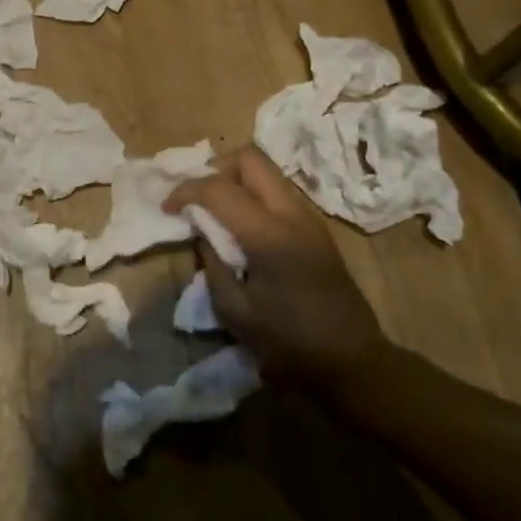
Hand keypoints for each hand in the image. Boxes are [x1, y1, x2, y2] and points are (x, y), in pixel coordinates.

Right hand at [165, 145, 389, 395]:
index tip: (167, 208)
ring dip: (236, 180)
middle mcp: (291, 214)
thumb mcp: (235, 312)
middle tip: (196, 198)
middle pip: (250, 159)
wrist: (353, 361)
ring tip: (215, 210)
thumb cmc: (290, 343)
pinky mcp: (316, 228)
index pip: (219, 188)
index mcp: (268, 235)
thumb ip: (212, 265)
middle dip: (215, 169)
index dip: (186, 191)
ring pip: (267, 171)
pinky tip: (241, 225)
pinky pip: (278, 191)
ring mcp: (309, 218)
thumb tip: (203, 234)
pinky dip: (253, 194)